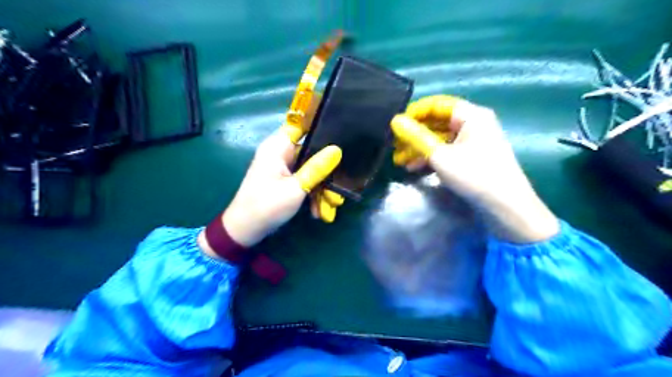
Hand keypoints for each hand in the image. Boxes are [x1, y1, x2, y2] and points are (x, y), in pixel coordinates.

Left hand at [220, 132, 337, 248]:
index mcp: (277, 147)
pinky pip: (304, 181)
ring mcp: (283, 168)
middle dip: (326, 172)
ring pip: (310, 170)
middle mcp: (280, 153)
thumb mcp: (296, 188)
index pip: (300, 125)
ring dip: (321, 189)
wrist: (245, 232)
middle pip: (310, 152)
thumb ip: (317, 168)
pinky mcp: (285, 181)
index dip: (320, 126)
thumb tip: (337, 150)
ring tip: (330, 207)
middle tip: (338, 188)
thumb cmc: (267, 206)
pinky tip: (318, 212)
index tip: (341, 133)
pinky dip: (312, 194)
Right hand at [391, 93, 559, 241]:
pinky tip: (415, 168)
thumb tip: (395, 120)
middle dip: (414, 134)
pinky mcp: (473, 157)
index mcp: (471, 115)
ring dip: (420, 148)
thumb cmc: (474, 175)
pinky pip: (448, 150)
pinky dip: (431, 157)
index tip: (396, 125)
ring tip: (400, 161)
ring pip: (441, 138)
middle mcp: (474, 123)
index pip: (437, 104)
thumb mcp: (440, 156)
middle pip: (438, 122)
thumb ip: (416, 137)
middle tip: (394, 146)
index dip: (414, 112)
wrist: (506, 207)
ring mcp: (474, 141)